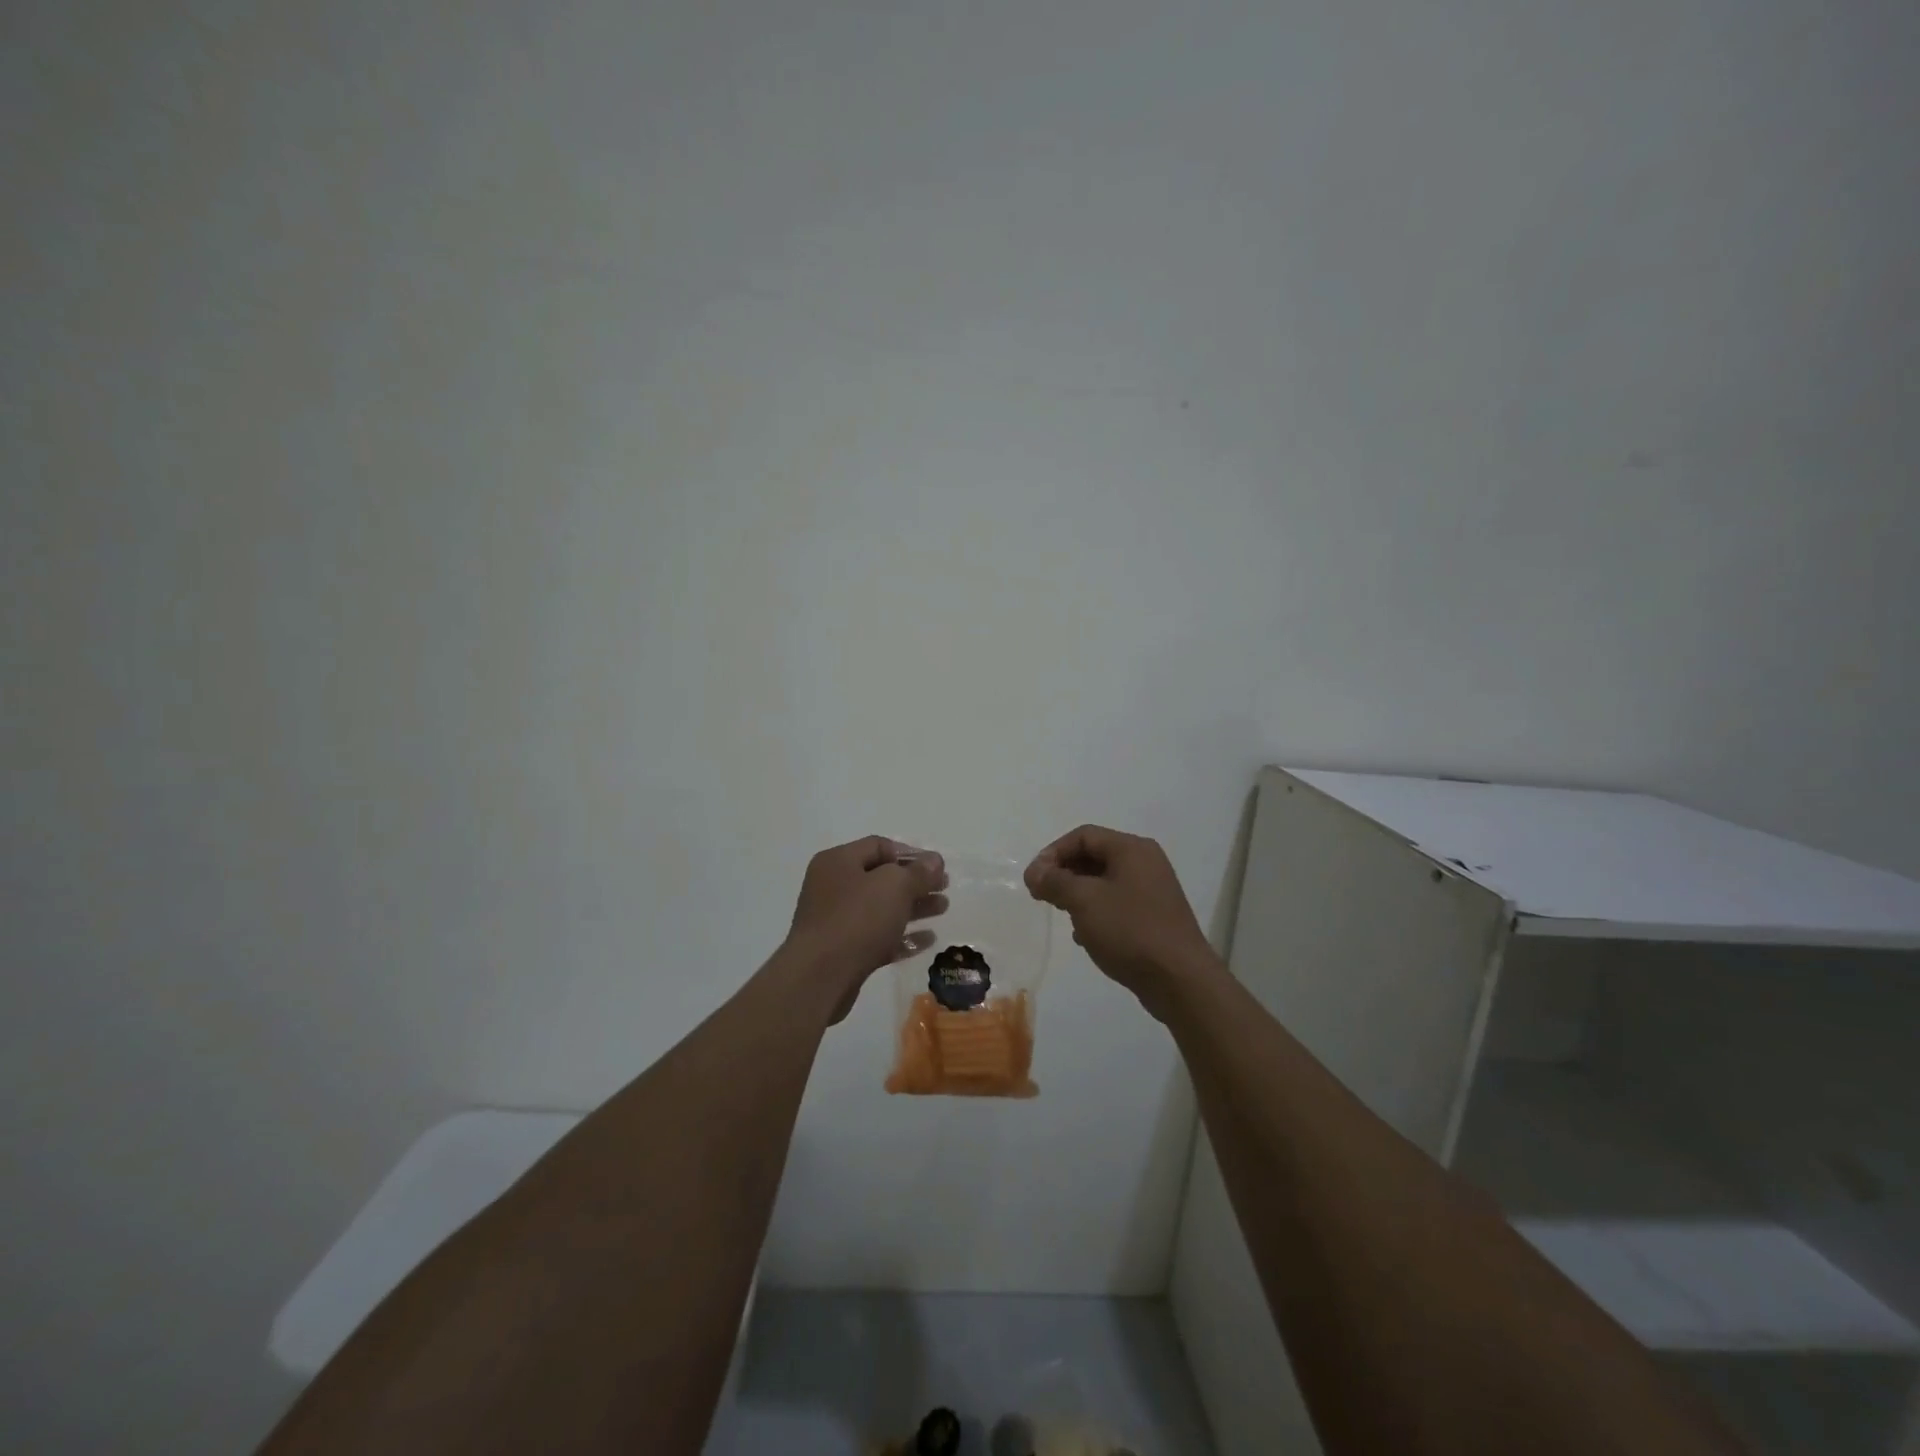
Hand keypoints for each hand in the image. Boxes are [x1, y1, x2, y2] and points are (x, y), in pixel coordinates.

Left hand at [786, 836, 948, 1021]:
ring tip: (943, 909)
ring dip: (914, 907)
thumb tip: (935, 861)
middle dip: (916, 882)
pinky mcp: (843, 951)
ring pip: (881, 908)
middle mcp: (833, 886)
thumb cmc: (856, 919)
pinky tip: (928, 940)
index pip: (879, 846)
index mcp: (838, 862)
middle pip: (881, 878)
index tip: (937, 867)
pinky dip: (902, 936)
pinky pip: (877, 937)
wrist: (819, 977)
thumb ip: (918, 872)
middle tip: (944, 888)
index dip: (911, 853)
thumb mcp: (894, 886)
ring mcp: (836, 921)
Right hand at [1024, 825, 1216, 1014]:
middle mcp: (1145, 862)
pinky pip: (1118, 904)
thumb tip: (1034, 872)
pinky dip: (1097, 912)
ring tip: (1063, 915)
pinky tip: (1086, 936)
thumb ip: (1055, 881)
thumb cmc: (1130, 930)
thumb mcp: (1084, 901)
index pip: (1083, 835)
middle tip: (1042, 896)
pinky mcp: (1155, 917)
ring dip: (1078, 894)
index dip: (1052, 853)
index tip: (1033, 879)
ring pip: (1105, 882)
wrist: (1180, 979)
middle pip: (1094, 856)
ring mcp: (1153, 890)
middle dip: (1064, 873)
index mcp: (1131, 849)